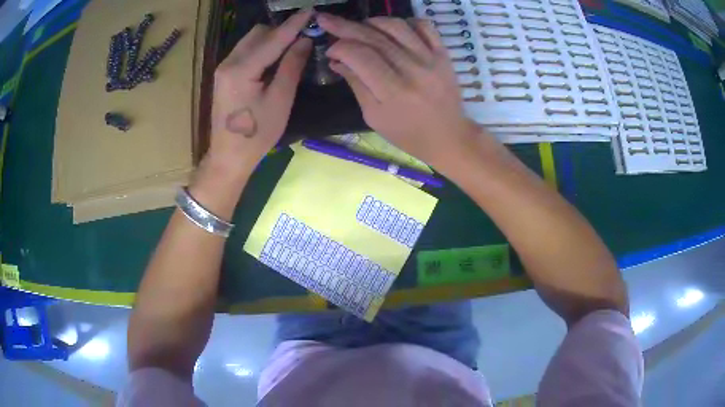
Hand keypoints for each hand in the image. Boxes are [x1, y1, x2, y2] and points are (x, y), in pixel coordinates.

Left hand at [205, 9, 312, 177]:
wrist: (228, 157)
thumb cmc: (257, 135)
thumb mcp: (280, 101)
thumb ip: (291, 66)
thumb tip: (304, 40)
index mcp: (241, 69)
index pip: (273, 39)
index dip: (294, 24)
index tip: (311, 11)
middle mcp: (228, 63)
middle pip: (258, 33)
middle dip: (280, 31)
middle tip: (302, 38)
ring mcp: (223, 68)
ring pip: (251, 40)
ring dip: (271, 40)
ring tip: (291, 49)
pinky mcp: (223, 75)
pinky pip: (245, 52)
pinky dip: (261, 50)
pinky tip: (273, 60)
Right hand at [317, 14, 479, 168]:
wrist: (449, 136)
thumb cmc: (407, 133)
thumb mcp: (374, 116)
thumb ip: (356, 84)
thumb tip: (337, 60)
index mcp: (393, 91)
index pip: (360, 56)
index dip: (340, 47)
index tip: (330, 50)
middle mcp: (413, 69)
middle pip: (374, 37)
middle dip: (345, 26)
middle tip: (327, 20)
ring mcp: (431, 58)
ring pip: (397, 26)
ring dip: (372, 21)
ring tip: (359, 26)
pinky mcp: (443, 54)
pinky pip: (424, 26)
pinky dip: (405, 21)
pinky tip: (392, 29)